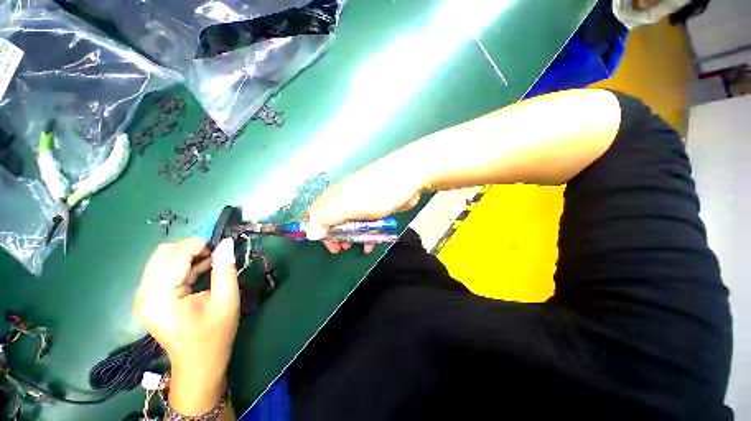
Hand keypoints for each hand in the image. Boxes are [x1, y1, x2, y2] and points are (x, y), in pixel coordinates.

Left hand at [133, 238, 239, 414]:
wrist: (198, 363)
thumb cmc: (215, 333)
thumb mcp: (226, 299)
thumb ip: (225, 268)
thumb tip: (227, 243)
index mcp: (161, 297)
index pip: (175, 256)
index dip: (198, 244)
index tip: (221, 244)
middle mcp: (144, 294)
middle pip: (163, 253)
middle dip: (190, 248)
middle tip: (214, 253)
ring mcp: (143, 298)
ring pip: (161, 260)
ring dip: (186, 256)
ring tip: (210, 261)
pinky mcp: (148, 300)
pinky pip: (162, 271)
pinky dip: (181, 266)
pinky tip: (200, 270)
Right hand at [307, 157, 427, 253]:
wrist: (411, 177)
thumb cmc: (379, 191)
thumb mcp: (351, 204)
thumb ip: (328, 217)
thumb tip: (309, 232)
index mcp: (335, 195)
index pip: (315, 212)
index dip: (314, 228)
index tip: (321, 242)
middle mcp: (345, 198)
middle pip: (332, 219)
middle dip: (334, 235)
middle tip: (339, 248)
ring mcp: (361, 203)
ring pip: (350, 222)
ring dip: (350, 236)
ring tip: (355, 247)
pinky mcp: (375, 207)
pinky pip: (366, 223)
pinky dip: (366, 234)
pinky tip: (371, 244)